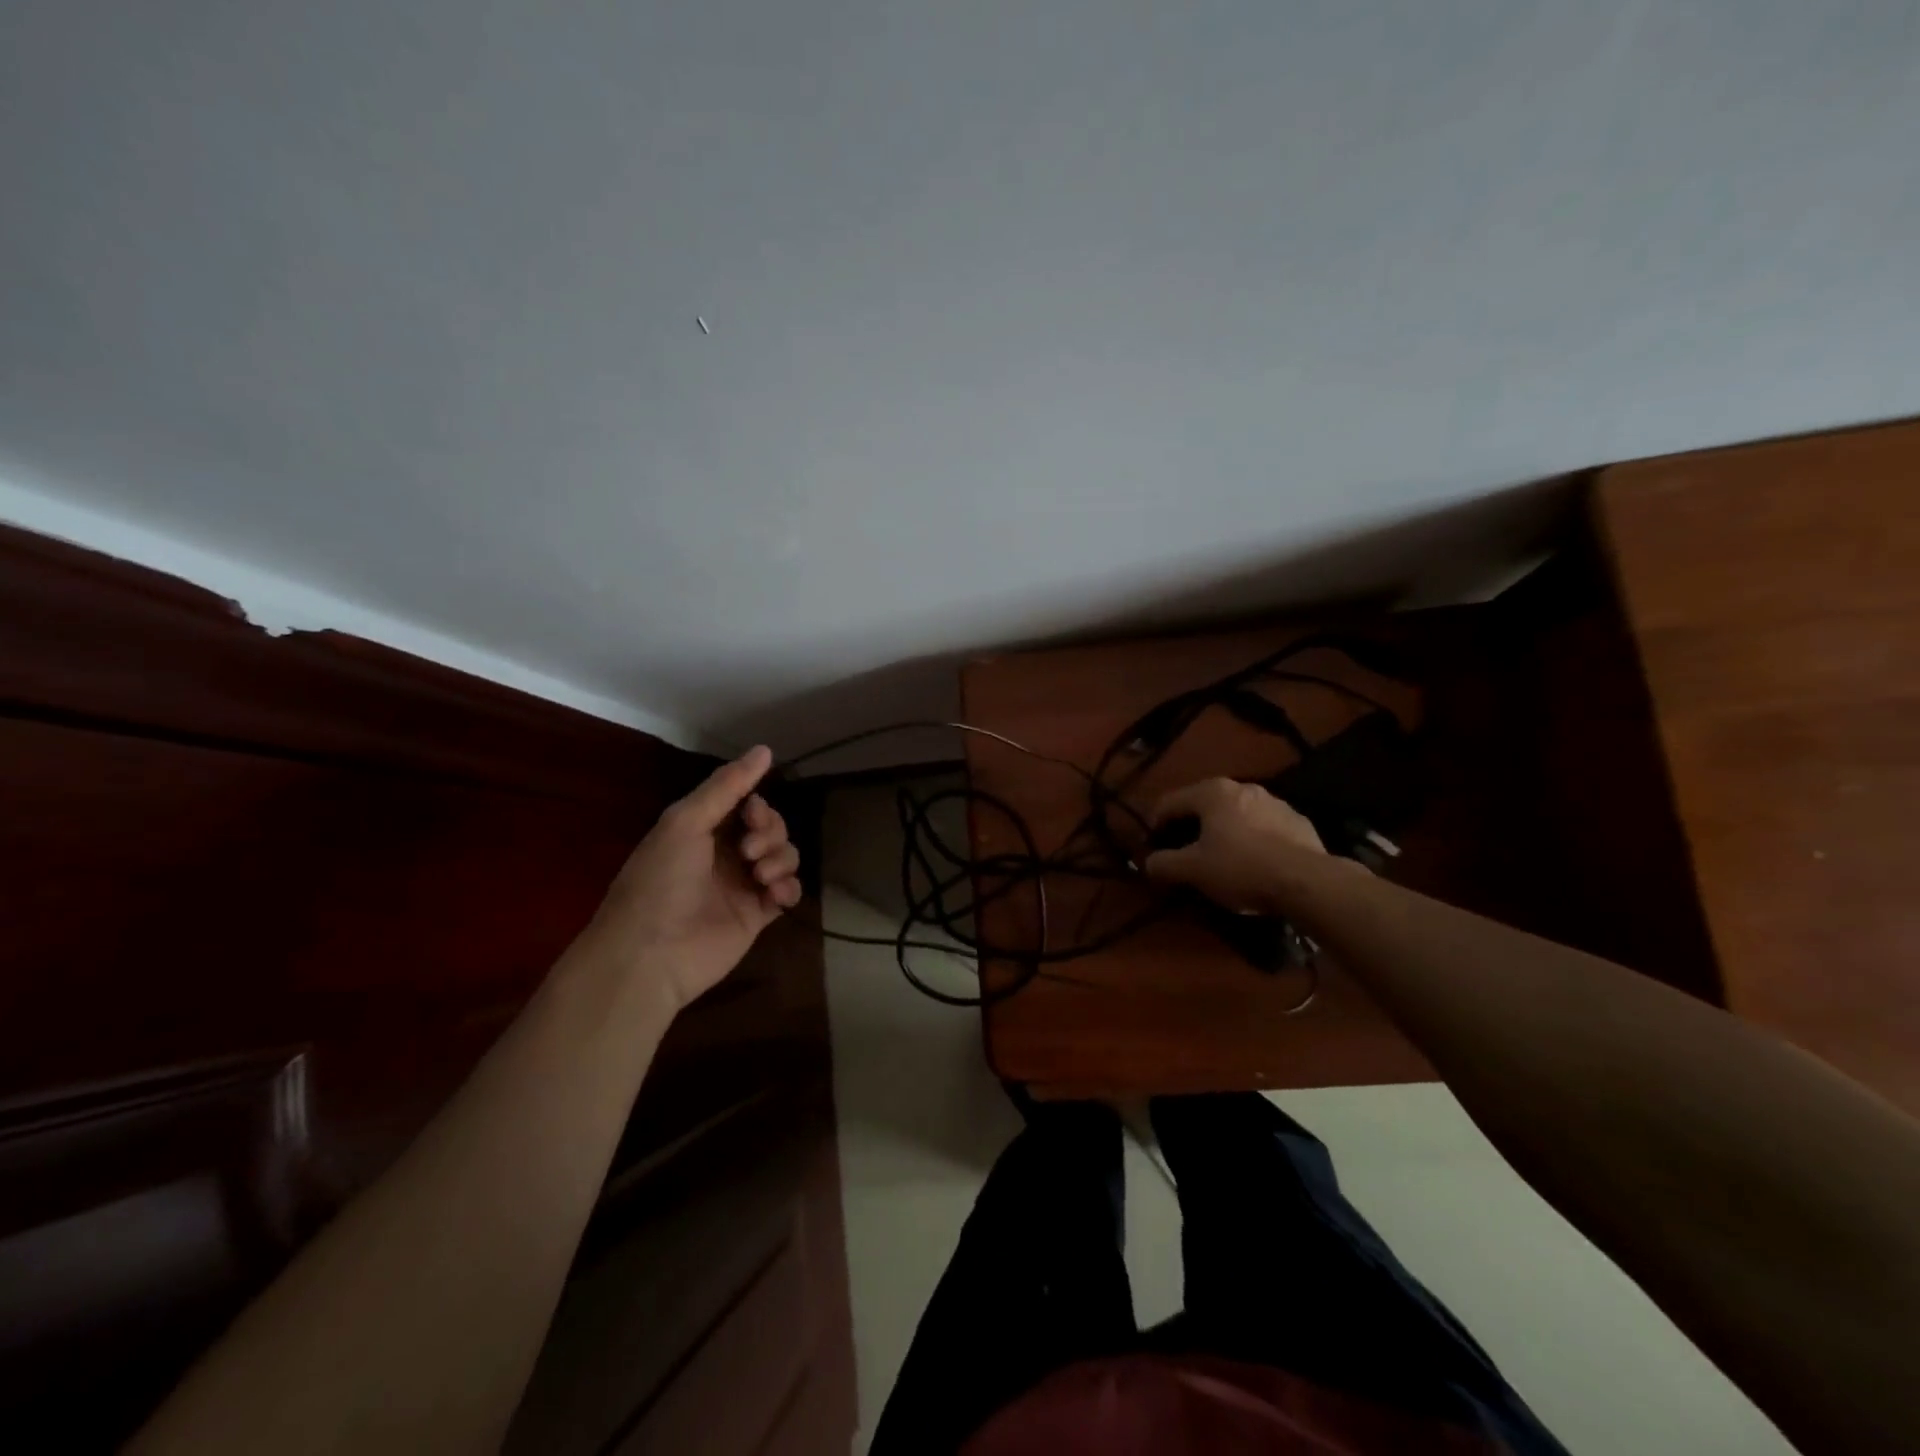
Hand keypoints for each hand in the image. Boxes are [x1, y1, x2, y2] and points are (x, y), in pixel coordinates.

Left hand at [576, 746, 802, 1010]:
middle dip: (771, 832)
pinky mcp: (758, 915)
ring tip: (760, 876)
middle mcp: (726, 853)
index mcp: (704, 828)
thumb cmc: (661, 880)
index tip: (752, 814)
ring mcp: (744, 885)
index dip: (758, 806)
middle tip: (749, 850)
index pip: (747, 803)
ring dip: (780, 858)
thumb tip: (765, 749)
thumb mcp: (685, 821)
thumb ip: (726, 785)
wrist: (651, 953)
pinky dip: (789, 887)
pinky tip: (774, 895)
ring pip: (784, 856)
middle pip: (772, 827)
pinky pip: (789, 891)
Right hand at [1143, 778, 1326, 913]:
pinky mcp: (1297, 822)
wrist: (1307, 881)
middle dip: (1190, 827)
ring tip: (1221, 859)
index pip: (1170, 802)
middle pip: (1204, 805)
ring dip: (1223, 832)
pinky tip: (1254, 864)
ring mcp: (1274, 802)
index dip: (1155, 824)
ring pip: (1235, 815)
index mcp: (1212, 792)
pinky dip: (1252, 840)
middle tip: (1184, 853)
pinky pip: (1263, 828)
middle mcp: (1242, 787)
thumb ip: (1164, 864)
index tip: (1151, 846)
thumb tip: (1149, 863)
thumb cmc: (1240, 868)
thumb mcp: (1193, 870)